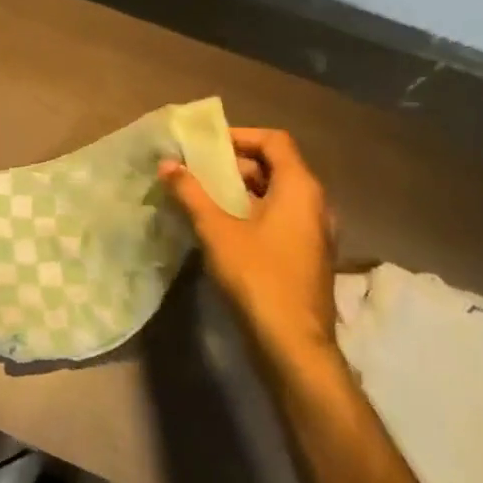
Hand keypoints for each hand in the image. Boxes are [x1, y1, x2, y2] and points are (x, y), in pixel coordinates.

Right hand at [160, 128, 337, 364]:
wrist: (293, 345)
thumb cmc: (258, 277)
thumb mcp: (216, 230)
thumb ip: (191, 193)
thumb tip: (167, 164)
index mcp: (300, 189)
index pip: (275, 141)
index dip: (240, 137)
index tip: (206, 146)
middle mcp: (314, 204)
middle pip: (276, 166)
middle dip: (235, 164)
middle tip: (198, 171)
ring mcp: (313, 233)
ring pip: (276, 195)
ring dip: (240, 190)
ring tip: (202, 197)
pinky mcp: (306, 256)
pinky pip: (279, 218)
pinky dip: (251, 213)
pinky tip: (220, 229)